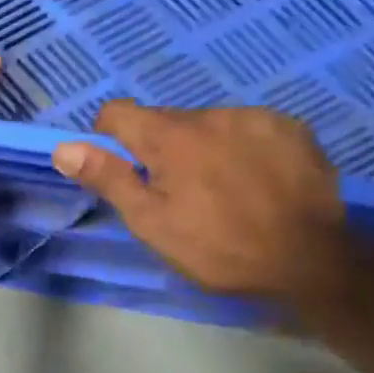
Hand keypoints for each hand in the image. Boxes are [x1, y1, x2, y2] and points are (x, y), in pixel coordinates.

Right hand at [52, 103, 350, 301]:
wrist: (309, 259)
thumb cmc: (216, 247)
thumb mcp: (150, 222)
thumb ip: (108, 178)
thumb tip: (64, 148)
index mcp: (170, 137)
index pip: (118, 113)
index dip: (108, 137)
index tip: (121, 169)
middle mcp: (211, 114)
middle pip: (166, 121)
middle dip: (160, 149)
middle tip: (175, 194)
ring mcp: (256, 117)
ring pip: (209, 125)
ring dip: (202, 147)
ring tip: (221, 190)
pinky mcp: (293, 128)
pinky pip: (249, 128)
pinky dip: (241, 147)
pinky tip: (255, 181)